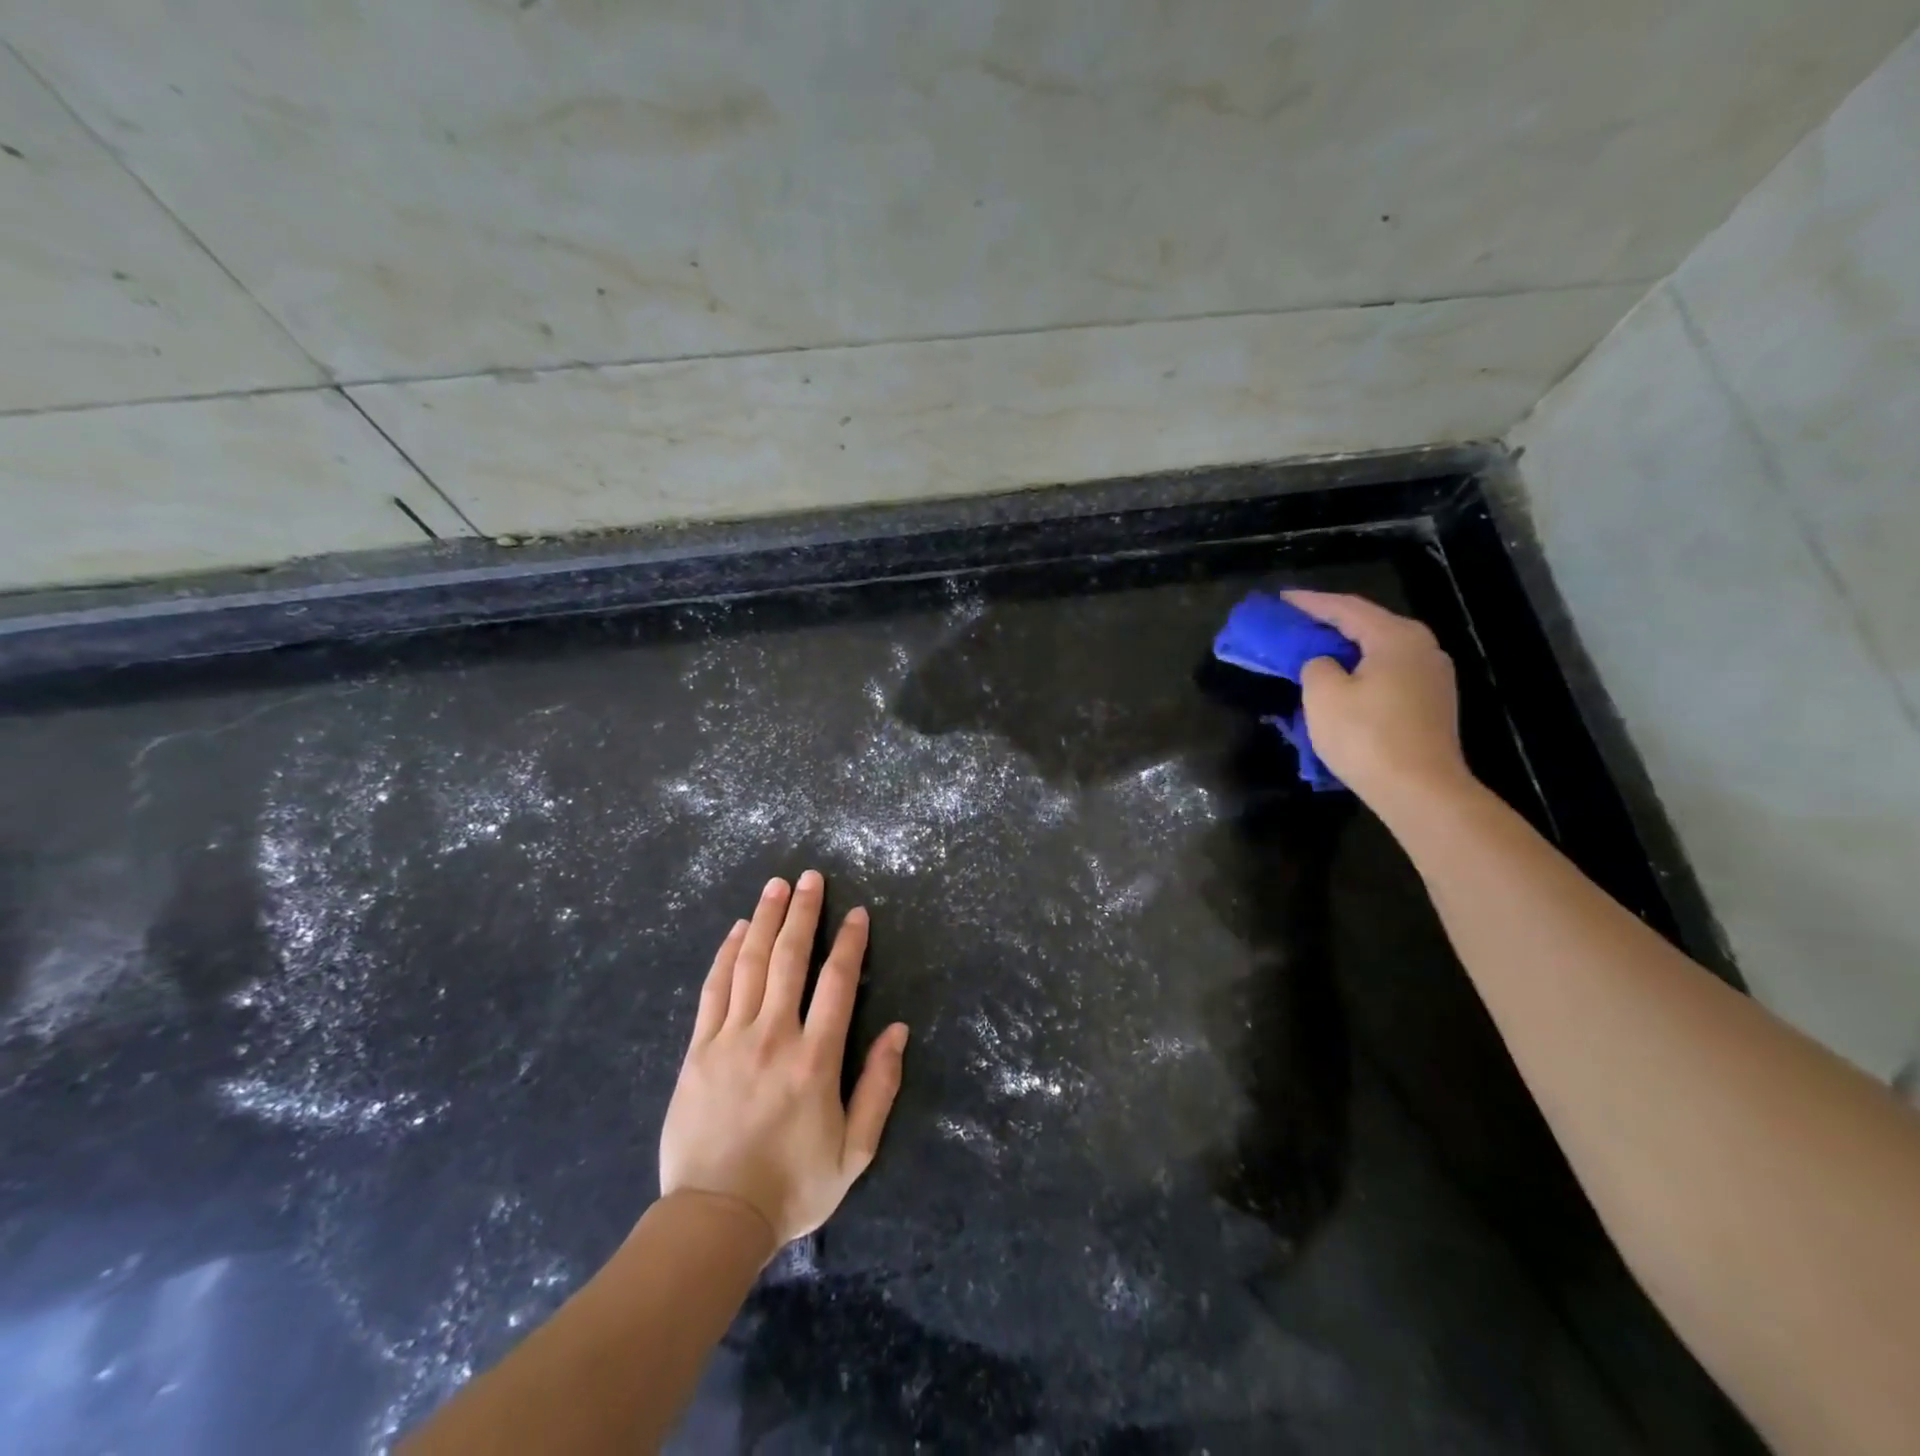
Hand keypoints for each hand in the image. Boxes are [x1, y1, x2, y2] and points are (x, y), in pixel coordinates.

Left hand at [658, 871, 908, 1249]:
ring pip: (750, 964)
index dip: (849, 943)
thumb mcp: (854, 1150)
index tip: (856, 913)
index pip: (837, 983)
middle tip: (810, 877)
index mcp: (816, 1059)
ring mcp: (731, 1039)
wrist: (714, 1219)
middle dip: (803, 913)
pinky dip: (727, 954)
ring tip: (776, 886)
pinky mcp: (699, 1049)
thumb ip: (879, 1087)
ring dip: (765, 920)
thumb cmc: (792, 1187)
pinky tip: (737, 931)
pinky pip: (714, 989)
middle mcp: (774, 1036)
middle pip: (790, 959)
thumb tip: (898, 1031)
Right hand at [1282, 589, 1473, 810]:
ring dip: (1345, 648)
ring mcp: (1432, 676)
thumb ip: (1315, 666)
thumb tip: (1324, 664)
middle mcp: (1422, 647)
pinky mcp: (1432, 704)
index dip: (1309, 602)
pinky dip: (1361, 669)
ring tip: (1314, 650)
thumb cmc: (1366, 736)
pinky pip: (1388, 672)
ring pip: (1379, 650)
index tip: (1280, 599)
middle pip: (1367, 624)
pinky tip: (1343, 681)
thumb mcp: (1323, 695)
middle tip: (1295, 623)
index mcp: (1396, 636)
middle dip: (1329, 623)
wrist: (1421, 790)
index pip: (1345, 608)